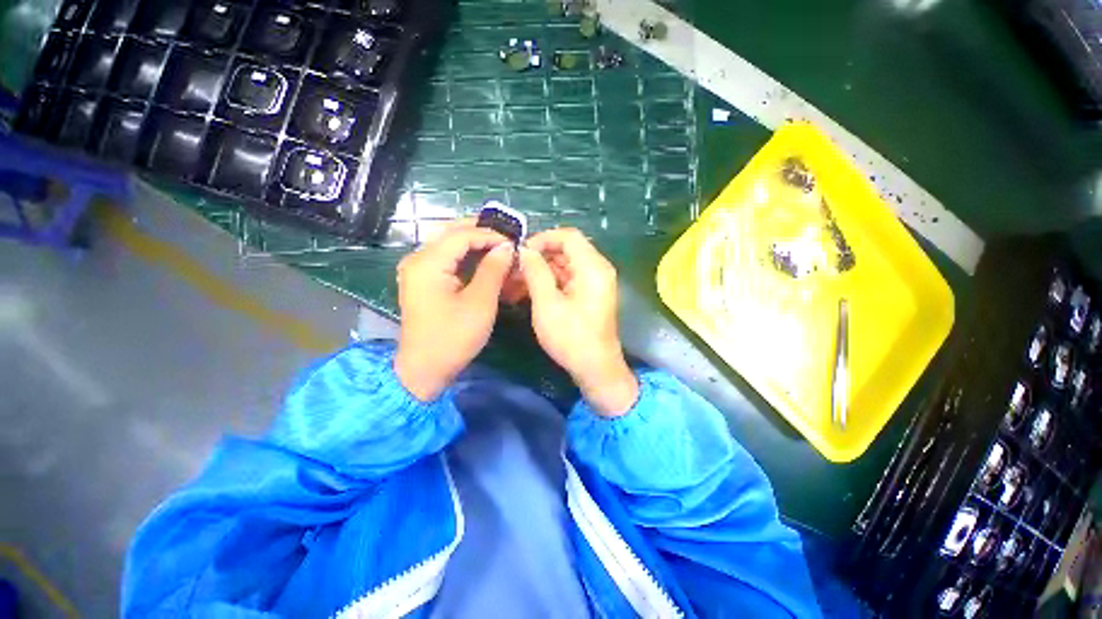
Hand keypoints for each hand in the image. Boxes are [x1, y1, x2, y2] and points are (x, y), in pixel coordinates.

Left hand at [394, 224, 513, 400]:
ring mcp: (418, 270)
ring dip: (475, 244)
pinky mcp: (422, 281)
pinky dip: (466, 257)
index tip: (514, 242)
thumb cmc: (454, 337)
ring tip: (500, 248)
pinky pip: (446, 259)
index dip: (490, 235)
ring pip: (449, 245)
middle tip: (508, 239)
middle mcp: (418, 259)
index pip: (461, 235)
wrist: (425, 369)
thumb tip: (506, 247)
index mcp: (428, 263)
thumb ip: (493, 270)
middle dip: (481, 233)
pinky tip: (484, 261)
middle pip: (452, 234)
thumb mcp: (480, 303)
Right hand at [519, 229, 638, 415]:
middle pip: (565, 250)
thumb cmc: (571, 337)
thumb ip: (535, 272)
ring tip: (515, 283)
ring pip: (564, 266)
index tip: (521, 253)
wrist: (595, 369)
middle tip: (513, 270)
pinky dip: (549, 283)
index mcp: (592, 267)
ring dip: (541, 272)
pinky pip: (567, 280)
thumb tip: (524, 250)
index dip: (542, 239)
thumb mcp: (547, 303)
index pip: (567, 236)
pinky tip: (527, 292)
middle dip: (538, 257)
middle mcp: (597, 269)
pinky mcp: (589, 295)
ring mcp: (594, 283)